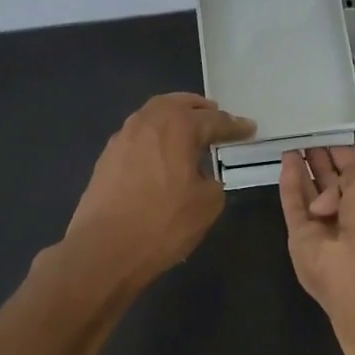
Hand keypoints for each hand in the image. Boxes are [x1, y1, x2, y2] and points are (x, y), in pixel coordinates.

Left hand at [64, 94, 253, 289]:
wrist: (105, 250)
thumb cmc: (164, 224)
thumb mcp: (208, 205)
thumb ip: (213, 181)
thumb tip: (202, 176)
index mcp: (178, 127)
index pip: (214, 120)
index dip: (235, 126)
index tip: (249, 128)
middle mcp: (148, 122)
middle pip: (177, 104)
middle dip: (199, 108)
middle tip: (215, 115)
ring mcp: (122, 138)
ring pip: (153, 116)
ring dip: (173, 118)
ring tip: (188, 131)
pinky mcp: (107, 158)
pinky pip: (138, 136)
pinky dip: (155, 137)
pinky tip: (161, 154)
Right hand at [278, 146, 354, 325]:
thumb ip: (352, 171)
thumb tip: (326, 198)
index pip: (353, 171)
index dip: (340, 153)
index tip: (326, 134)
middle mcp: (349, 211)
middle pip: (329, 181)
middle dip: (318, 159)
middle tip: (304, 135)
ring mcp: (323, 225)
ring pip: (308, 192)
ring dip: (301, 169)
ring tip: (290, 143)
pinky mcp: (300, 236)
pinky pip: (293, 205)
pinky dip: (289, 184)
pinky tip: (285, 161)